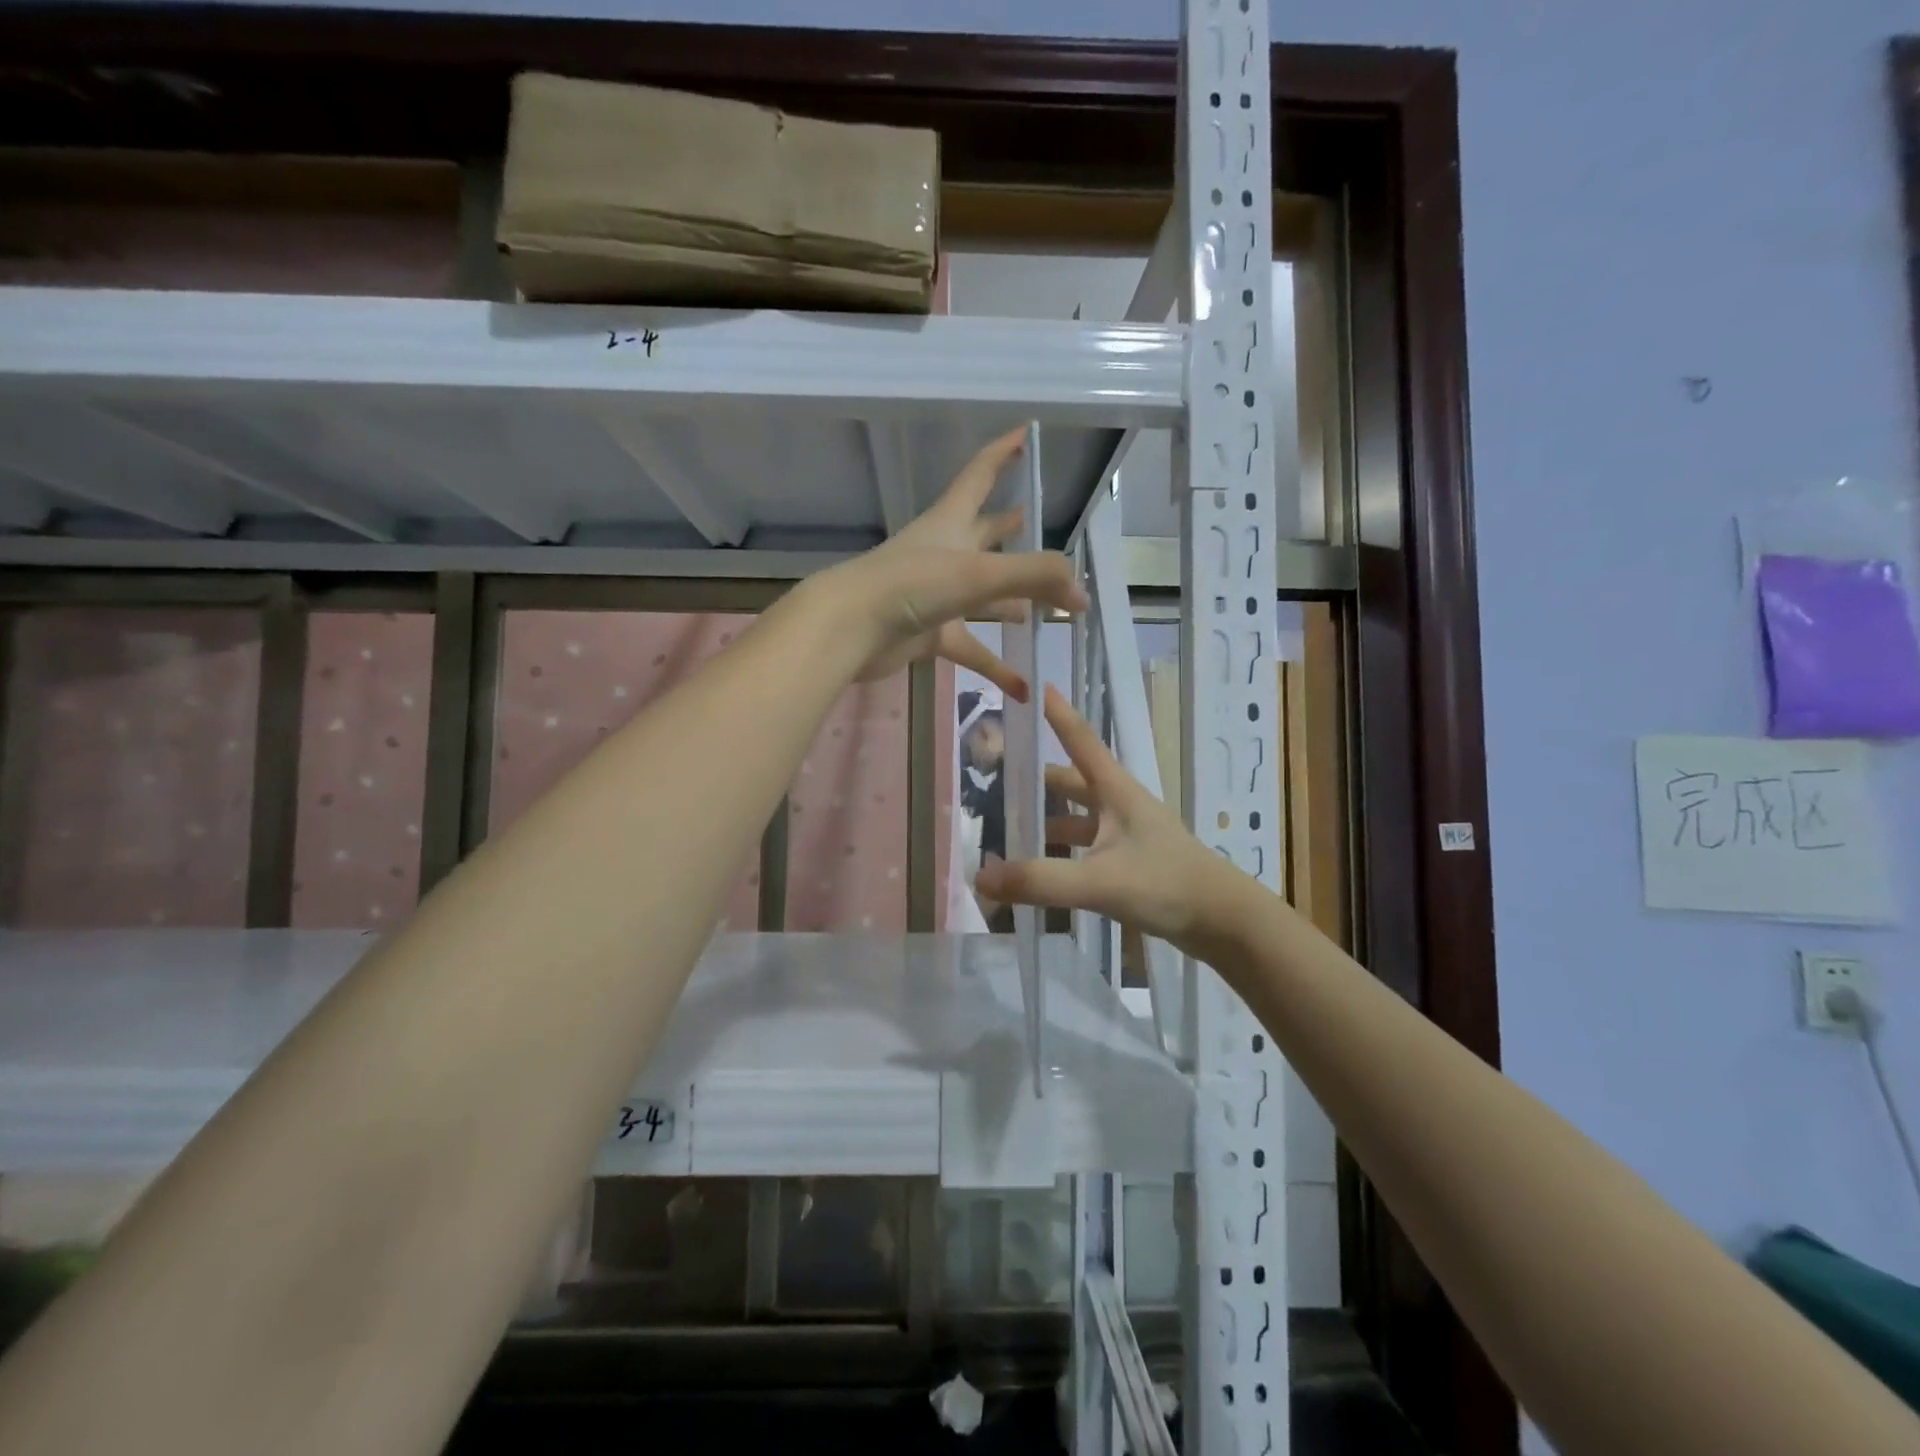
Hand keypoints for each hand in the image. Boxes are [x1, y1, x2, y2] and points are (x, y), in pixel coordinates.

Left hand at [815, 426, 1087, 697]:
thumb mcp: (979, 572)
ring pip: (986, 596)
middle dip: (1018, 532)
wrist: (850, 629)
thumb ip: (1036, 577)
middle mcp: (946, 552)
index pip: (981, 473)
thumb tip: (1082, 595)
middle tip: (1050, 531)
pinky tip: (1024, 687)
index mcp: (952, 521)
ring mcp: (937, 595)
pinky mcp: (930, 633)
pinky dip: (996, 666)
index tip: (1028, 434)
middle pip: (989, 535)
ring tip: (1051, 611)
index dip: (1004, 452)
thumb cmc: (911, 584)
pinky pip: (973, 649)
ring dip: (1016, 602)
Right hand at [975, 688, 1245, 957]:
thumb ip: (1040, 880)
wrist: (1223, 921)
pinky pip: (1084, 846)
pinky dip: (1060, 852)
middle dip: (1035, 778)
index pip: (1080, 740)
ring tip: (1006, 827)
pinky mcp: (1129, 862)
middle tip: (993, 779)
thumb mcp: (1099, 881)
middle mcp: (1119, 805)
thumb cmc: (1166, 884)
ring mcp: (1125, 834)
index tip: (1033, 686)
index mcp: (1115, 791)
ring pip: (1076, 816)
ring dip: (1046, 819)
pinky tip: (1038, 868)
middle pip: (1070, 781)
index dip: (1057, 714)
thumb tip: (981, 877)